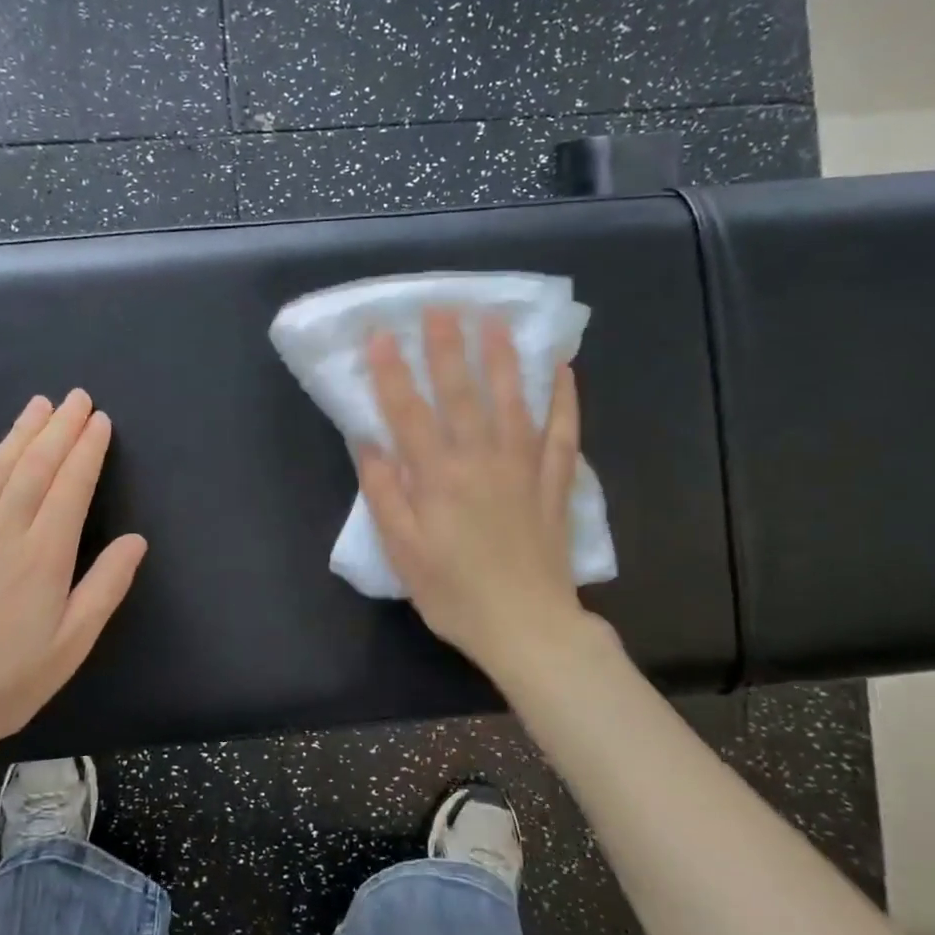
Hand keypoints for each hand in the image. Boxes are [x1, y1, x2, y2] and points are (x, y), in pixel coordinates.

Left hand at [0, 390, 147, 791]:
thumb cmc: (3, 685)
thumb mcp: (71, 646)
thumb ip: (105, 587)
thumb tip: (137, 539)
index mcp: (44, 556)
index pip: (73, 487)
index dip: (88, 450)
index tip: (101, 420)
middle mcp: (3, 532)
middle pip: (36, 467)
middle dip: (61, 429)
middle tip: (78, 397)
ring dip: (19, 433)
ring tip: (39, 404)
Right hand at [357, 308, 601, 683]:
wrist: (527, 627)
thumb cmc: (454, 593)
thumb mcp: (403, 551)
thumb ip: (385, 493)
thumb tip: (368, 443)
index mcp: (438, 478)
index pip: (409, 412)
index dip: (393, 372)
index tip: (383, 334)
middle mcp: (480, 460)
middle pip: (462, 394)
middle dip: (448, 348)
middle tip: (442, 307)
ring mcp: (523, 468)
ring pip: (513, 401)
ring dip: (503, 358)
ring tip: (496, 320)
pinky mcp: (553, 483)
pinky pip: (562, 432)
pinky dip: (565, 399)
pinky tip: (563, 370)